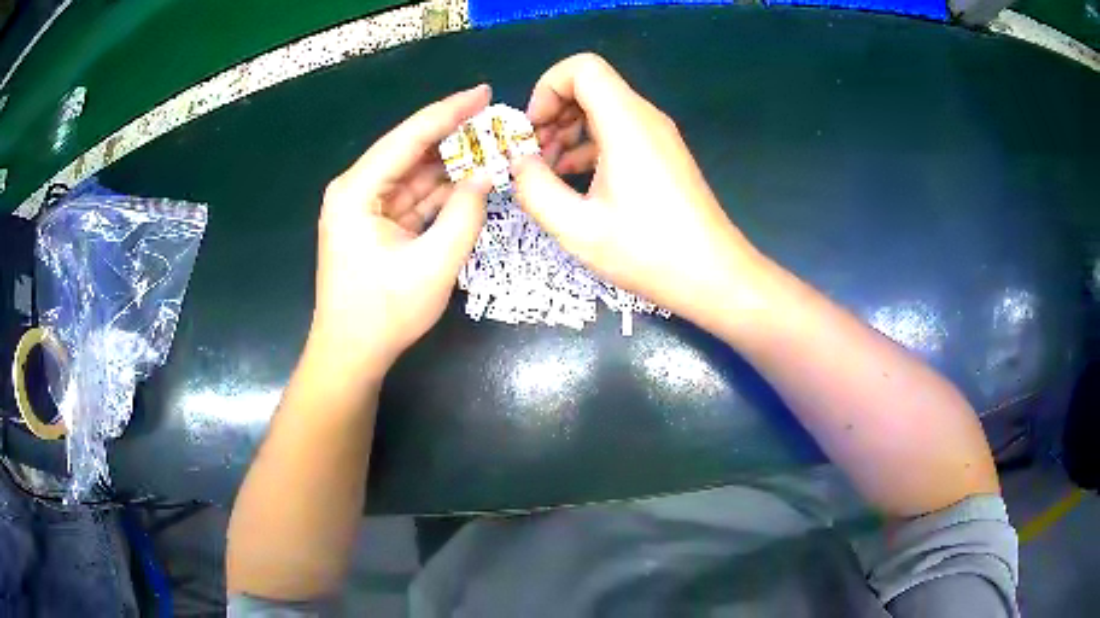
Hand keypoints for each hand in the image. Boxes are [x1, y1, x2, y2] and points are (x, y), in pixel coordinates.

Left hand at [310, 85, 492, 378]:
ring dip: (450, 161)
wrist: (351, 354)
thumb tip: (487, 174)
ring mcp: (364, 206)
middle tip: (496, 119)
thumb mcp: (433, 265)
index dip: (449, 111)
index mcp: (357, 190)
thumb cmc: (384, 313)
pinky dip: (440, 188)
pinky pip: (412, 195)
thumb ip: (465, 214)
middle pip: (410, 149)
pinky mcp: (374, 222)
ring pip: (413, 172)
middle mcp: (356, 189)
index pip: (409, 137)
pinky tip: (469, 176)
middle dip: (453, 134)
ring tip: (491, 144)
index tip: (484, 92)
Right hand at [512, 54, 764, 326]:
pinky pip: (619, 132)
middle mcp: (644, 118)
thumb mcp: (576, 228)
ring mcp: (657, 136)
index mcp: (625, 122)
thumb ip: (534, 189)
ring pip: (603, 109)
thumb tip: (517, 163)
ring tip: (547, 171)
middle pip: (590, 86)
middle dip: (553, 112)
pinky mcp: (662, 155)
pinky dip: (589, 146)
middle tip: (533, 154)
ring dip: (568, 131)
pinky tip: (573, 180)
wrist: (713, 276)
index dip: (547, 89)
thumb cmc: (648, 252)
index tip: (532, 130)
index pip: (581, 68)